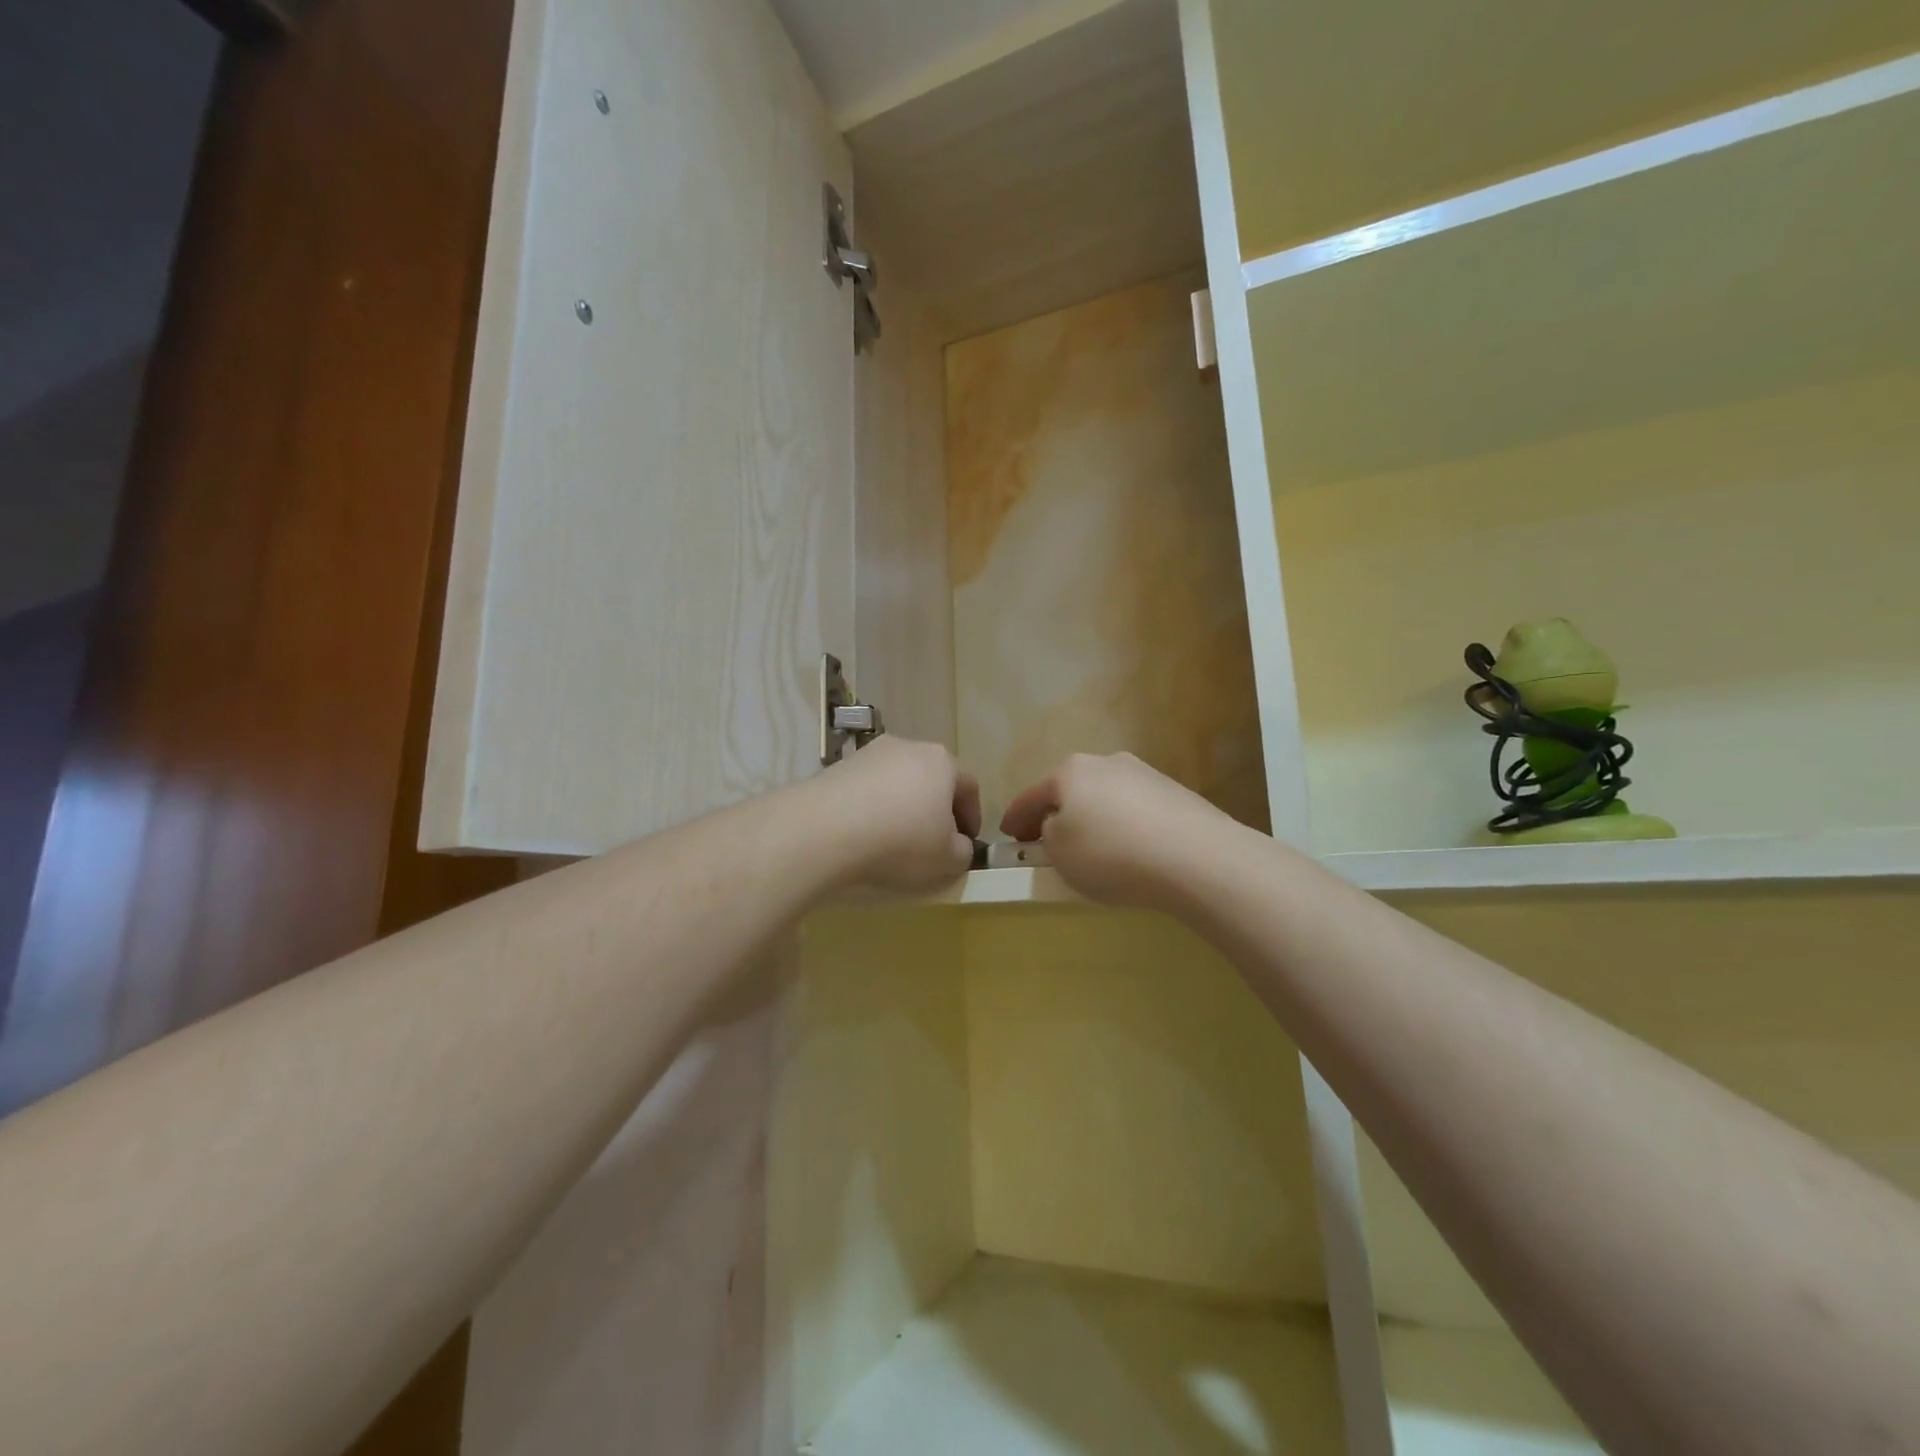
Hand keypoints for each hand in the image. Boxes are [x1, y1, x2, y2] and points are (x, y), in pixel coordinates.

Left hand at [818, 737, 979, 893]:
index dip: (972, 817)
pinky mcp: (839, 766)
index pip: (969, 787)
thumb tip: (957, 844)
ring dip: (902, 805)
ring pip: (898, 781)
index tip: (967, 843)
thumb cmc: (902, 841)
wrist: (827, 829)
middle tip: (934, 839)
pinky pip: (868, 788)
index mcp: (943, 762)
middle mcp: (910, 747)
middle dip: (936, 808)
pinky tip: (865, 832)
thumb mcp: (947, 859)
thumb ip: (962, 851)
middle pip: (932, 778)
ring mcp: (871, 753)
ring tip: (895, 837)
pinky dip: (873, 807)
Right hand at [1000, 752, 1241, 908]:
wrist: (1196, 857)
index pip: (1031, 796)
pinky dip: (1124, 826)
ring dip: (1092, 818)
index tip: (1007, 836)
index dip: (1014, 818)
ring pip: (1105, 797)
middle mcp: (1106, 763)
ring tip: (1093, 850)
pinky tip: (1130, 850)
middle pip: (1070, 790)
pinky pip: (1135, 810)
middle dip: (1056, 813)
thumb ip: (1047, 835)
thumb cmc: (1111, 854)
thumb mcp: (1060, 852)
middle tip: (1046, 841)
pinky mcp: (1175, 794)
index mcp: (1070, 772)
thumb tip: (1058, 825)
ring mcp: (1144, 774)